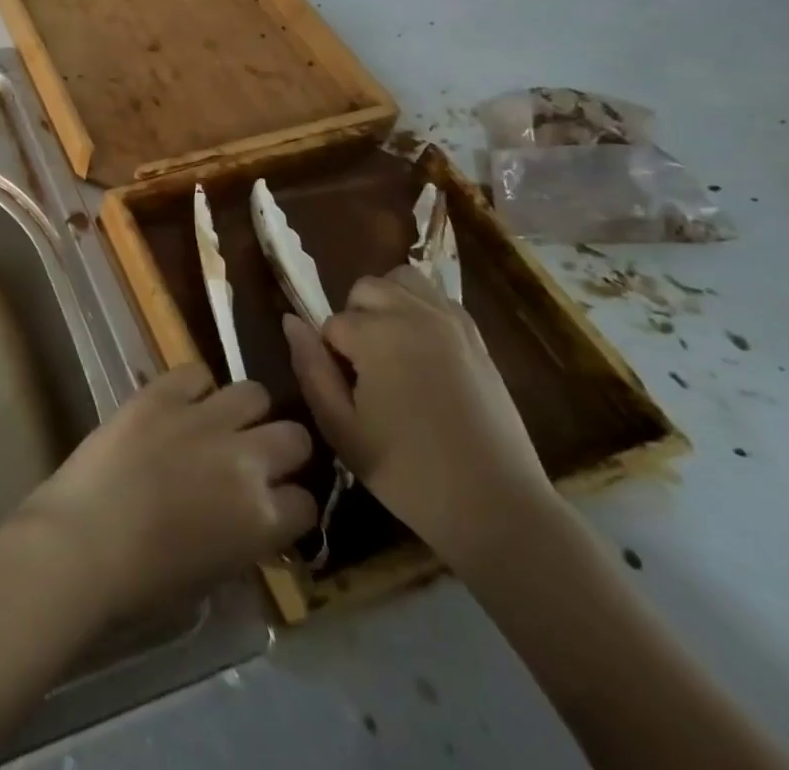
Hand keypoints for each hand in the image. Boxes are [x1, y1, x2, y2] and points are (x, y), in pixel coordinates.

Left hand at [15, 364, 315, 624]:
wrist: (84, 543)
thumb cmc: (145, 581)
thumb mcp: (216, 573)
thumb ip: (245, 538)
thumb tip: (251, 517)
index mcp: (264, 519)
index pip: (307, 503)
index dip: (289, 504)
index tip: (272, 505)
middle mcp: (247, 460)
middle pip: (294, 436)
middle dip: (281, 449)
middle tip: (253, 457)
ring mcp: (205, 419)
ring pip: (254, 393)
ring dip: (244, 411)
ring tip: (220, 422)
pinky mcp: (163, 393)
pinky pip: (197, 372)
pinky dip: (194, 387)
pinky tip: (179, 403)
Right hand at [283, 264, 552, 568]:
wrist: (498, 508)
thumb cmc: (409, 473)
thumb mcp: (342, 429)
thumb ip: (310, 369)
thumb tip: (290, 321)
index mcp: (376, 335)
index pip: (331, 324)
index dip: (331, 359)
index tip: (349, 396)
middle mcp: (413, 313)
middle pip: (364, 289)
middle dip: (355, 320)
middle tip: (365, 370)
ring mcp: (450, 322)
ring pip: (402, 280)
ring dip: (387, 304)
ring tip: (391, 348)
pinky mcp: (477, 337)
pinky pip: (438, 298)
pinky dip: (421, 309)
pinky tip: (422, 349)